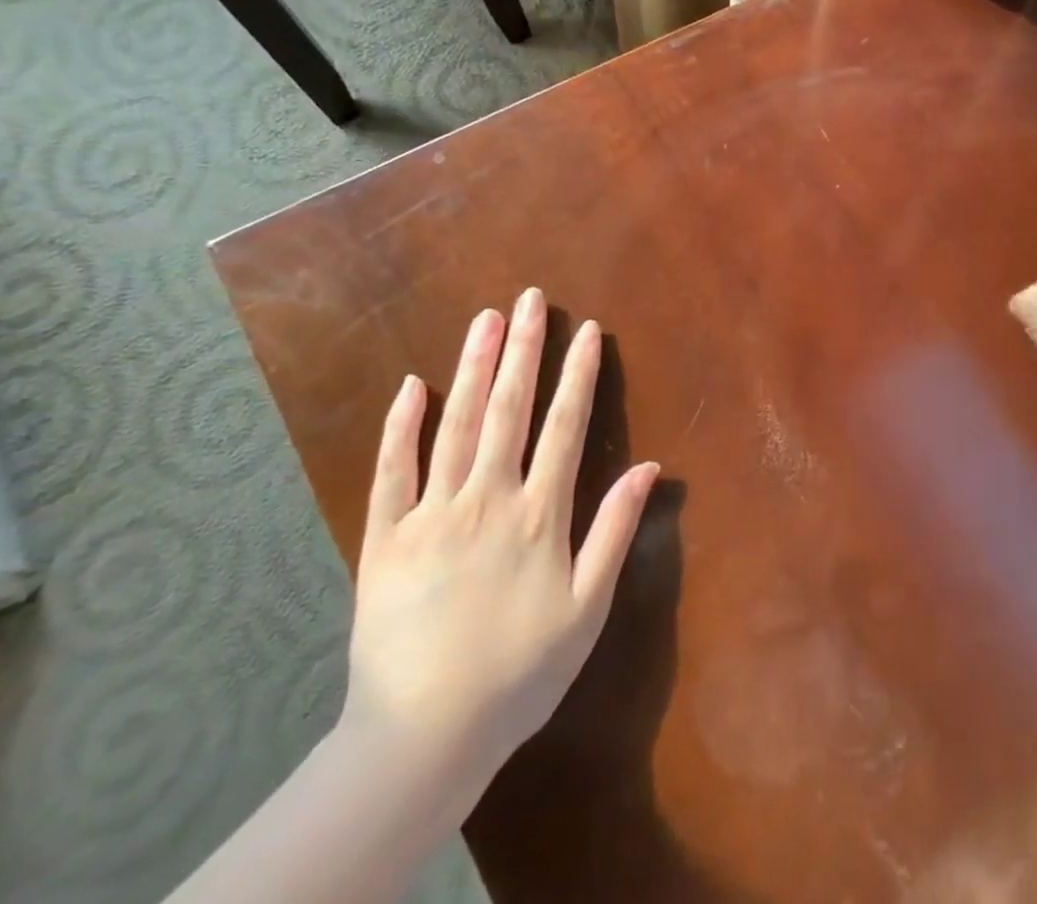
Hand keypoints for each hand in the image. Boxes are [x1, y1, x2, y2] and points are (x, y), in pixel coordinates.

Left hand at [341, 290, 657, 794]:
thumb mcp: (588, 608)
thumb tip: (651, 467)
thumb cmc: (520, 672)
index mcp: (539, 514)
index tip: (587, 331)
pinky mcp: (385, 539)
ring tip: (485, 319)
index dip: (579, 374)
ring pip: (455, 425)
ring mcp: (431, 515)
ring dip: (472, 368)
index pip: (565, 426)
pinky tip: (410, 386)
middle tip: (530, 299)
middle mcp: (487, 499)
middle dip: (524, 349)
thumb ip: (616, 530)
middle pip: (509, 409)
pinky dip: (401, 426)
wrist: (422, 738)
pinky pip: (391, 472)